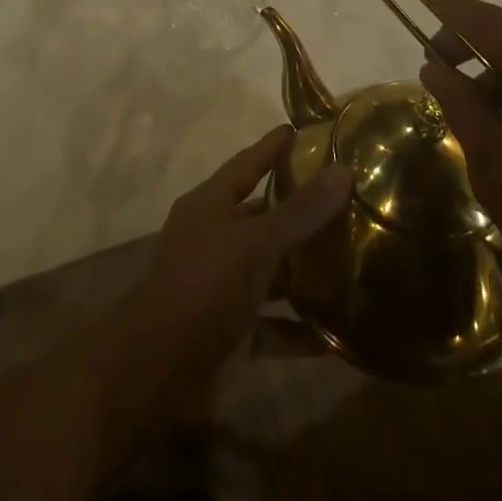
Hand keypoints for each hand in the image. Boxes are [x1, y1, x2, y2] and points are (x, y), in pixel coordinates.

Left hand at [107, 125, 350, 417]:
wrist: (156, 370)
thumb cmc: (204, 285)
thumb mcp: (255, 242)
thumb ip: (300, 211)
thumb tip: (344, 169)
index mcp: (209, 205)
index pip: (246, 164)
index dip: (271, 147)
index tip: (298, 130)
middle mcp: (211, 238)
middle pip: (257, 215)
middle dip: (293, 208)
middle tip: (338, 197)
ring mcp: (217, 286)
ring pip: (266, 268)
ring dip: (299, 268)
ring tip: (346, 259)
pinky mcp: (226, 332)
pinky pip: (270, 323)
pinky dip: (298, 328)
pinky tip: (334, 333)